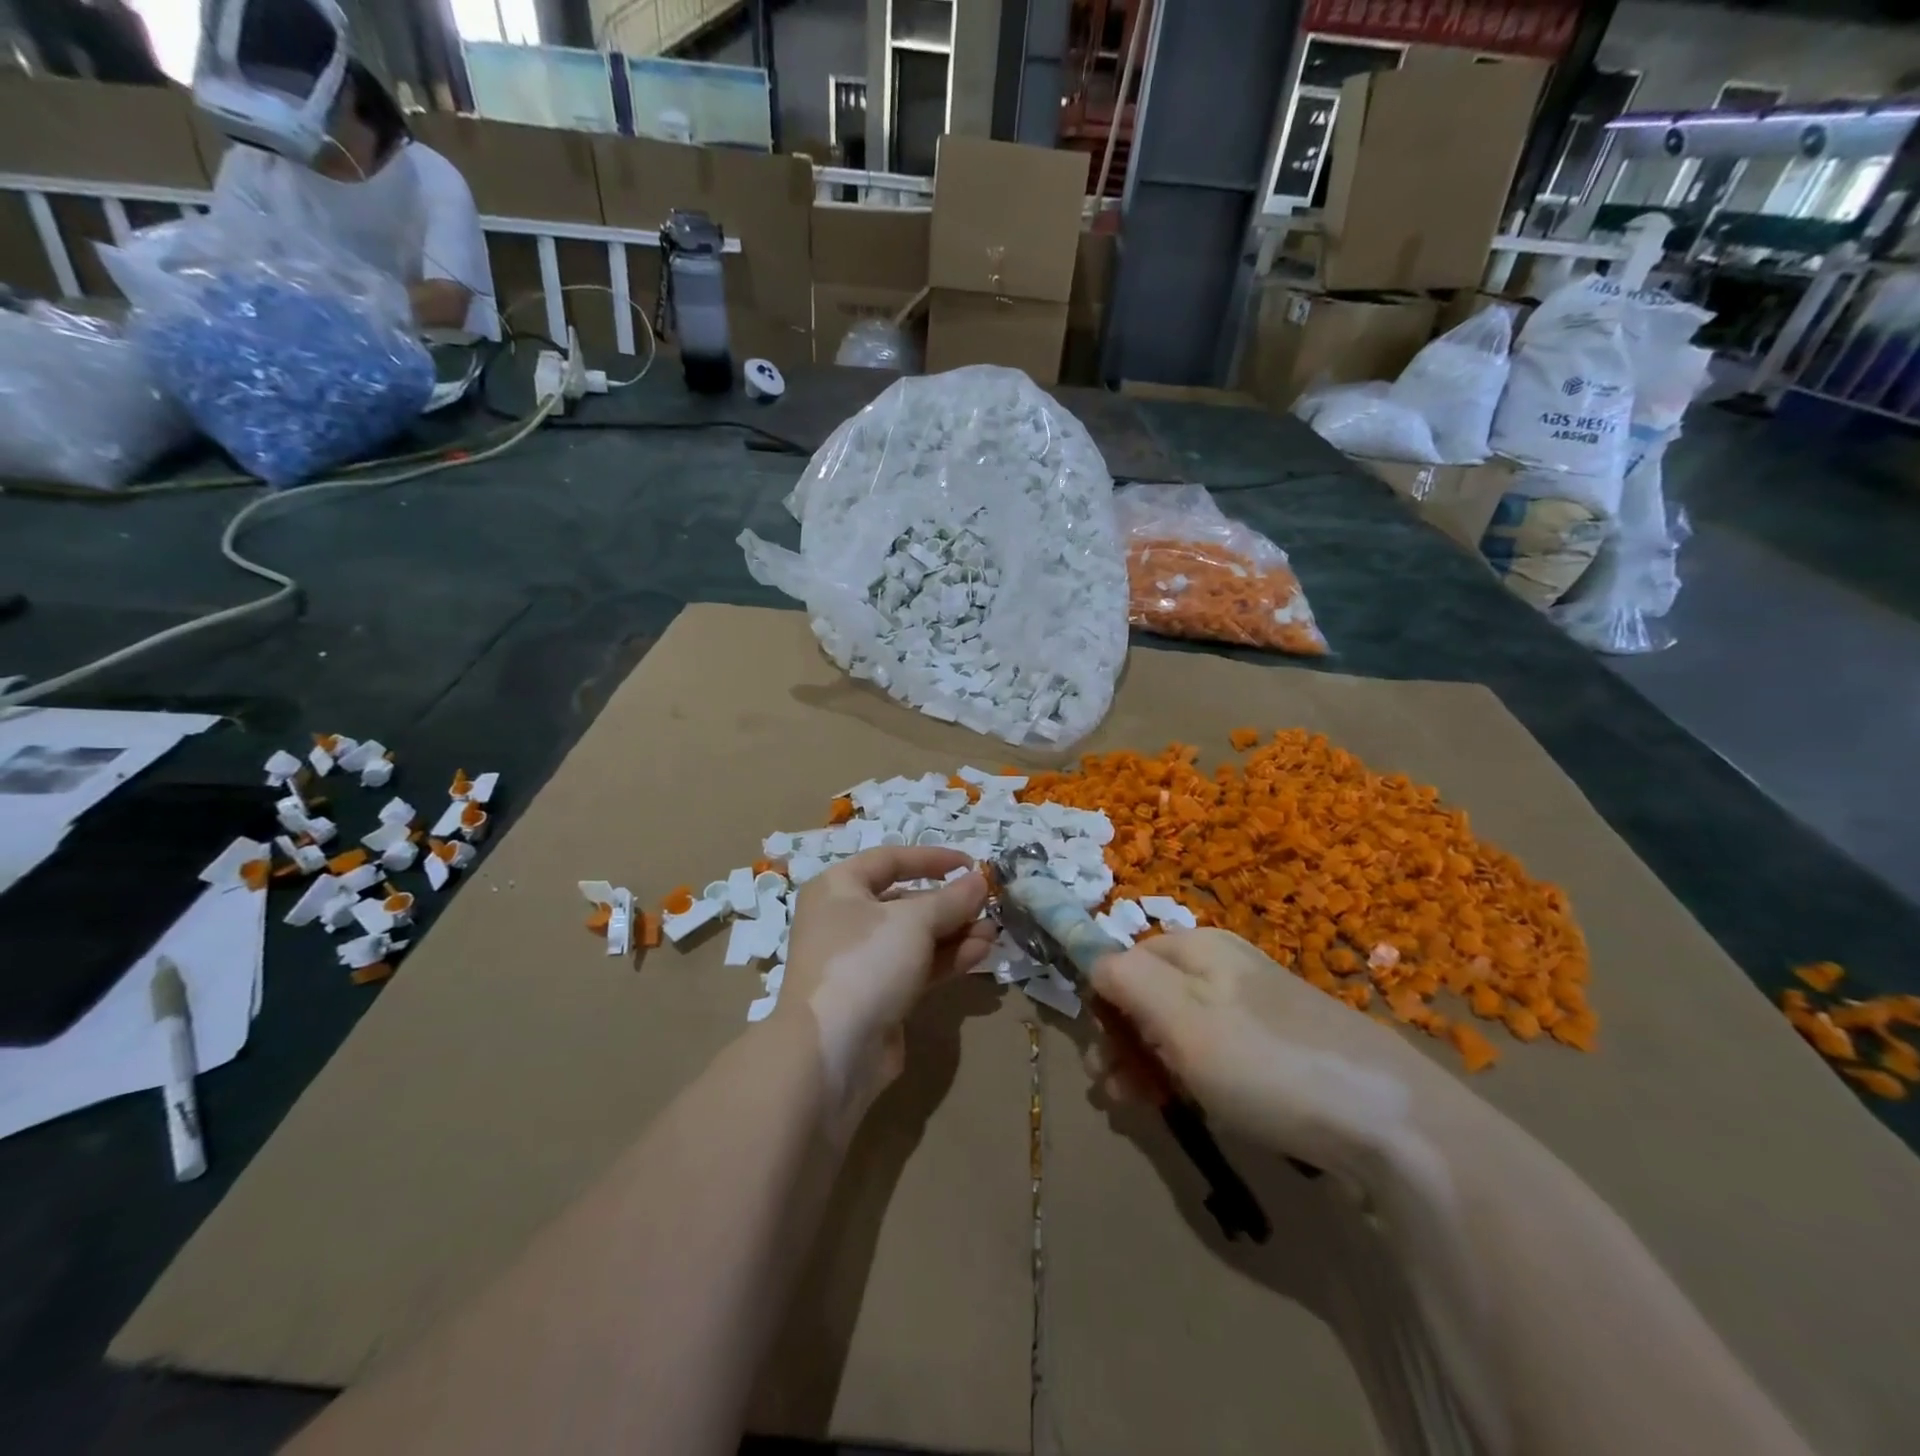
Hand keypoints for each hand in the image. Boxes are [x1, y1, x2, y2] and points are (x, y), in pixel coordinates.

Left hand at [775, 847, 994, 1131]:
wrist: (832, 1051)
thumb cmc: (865, 962)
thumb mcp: (914, 921)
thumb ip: (951, 899)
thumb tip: (979, 881)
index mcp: (839, 888)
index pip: (890, 860)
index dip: (932, 859)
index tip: (971, 864)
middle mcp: (845, 919)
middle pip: (905, 901)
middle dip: (949, 903)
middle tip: (988, 906)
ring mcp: (860, 960)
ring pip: (914, 937)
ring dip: (955, 933)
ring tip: (993, 934)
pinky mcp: (876, 995)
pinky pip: (916, 966)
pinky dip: (946, 959)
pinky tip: (980, 954)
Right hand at [1091, 929, 1461, 1179]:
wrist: (1389, 1118)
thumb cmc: (1264, 1062)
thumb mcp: (1179, 1015)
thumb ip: (1126, 977)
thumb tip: (1092, 958)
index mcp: (1198, 946)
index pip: (1124, 960)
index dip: (1104, 1006)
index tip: (1103, 1059)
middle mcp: (1226, 965)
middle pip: (1152, 993)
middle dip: (1126, 1041)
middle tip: (1118, 1095)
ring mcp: (1259, 1004)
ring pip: (1184, 1026)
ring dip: (1155, 1063)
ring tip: (1149, 1109)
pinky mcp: (1285, 1044)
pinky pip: (1221, 1050)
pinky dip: (1197, 1075)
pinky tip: (1201, 1107)